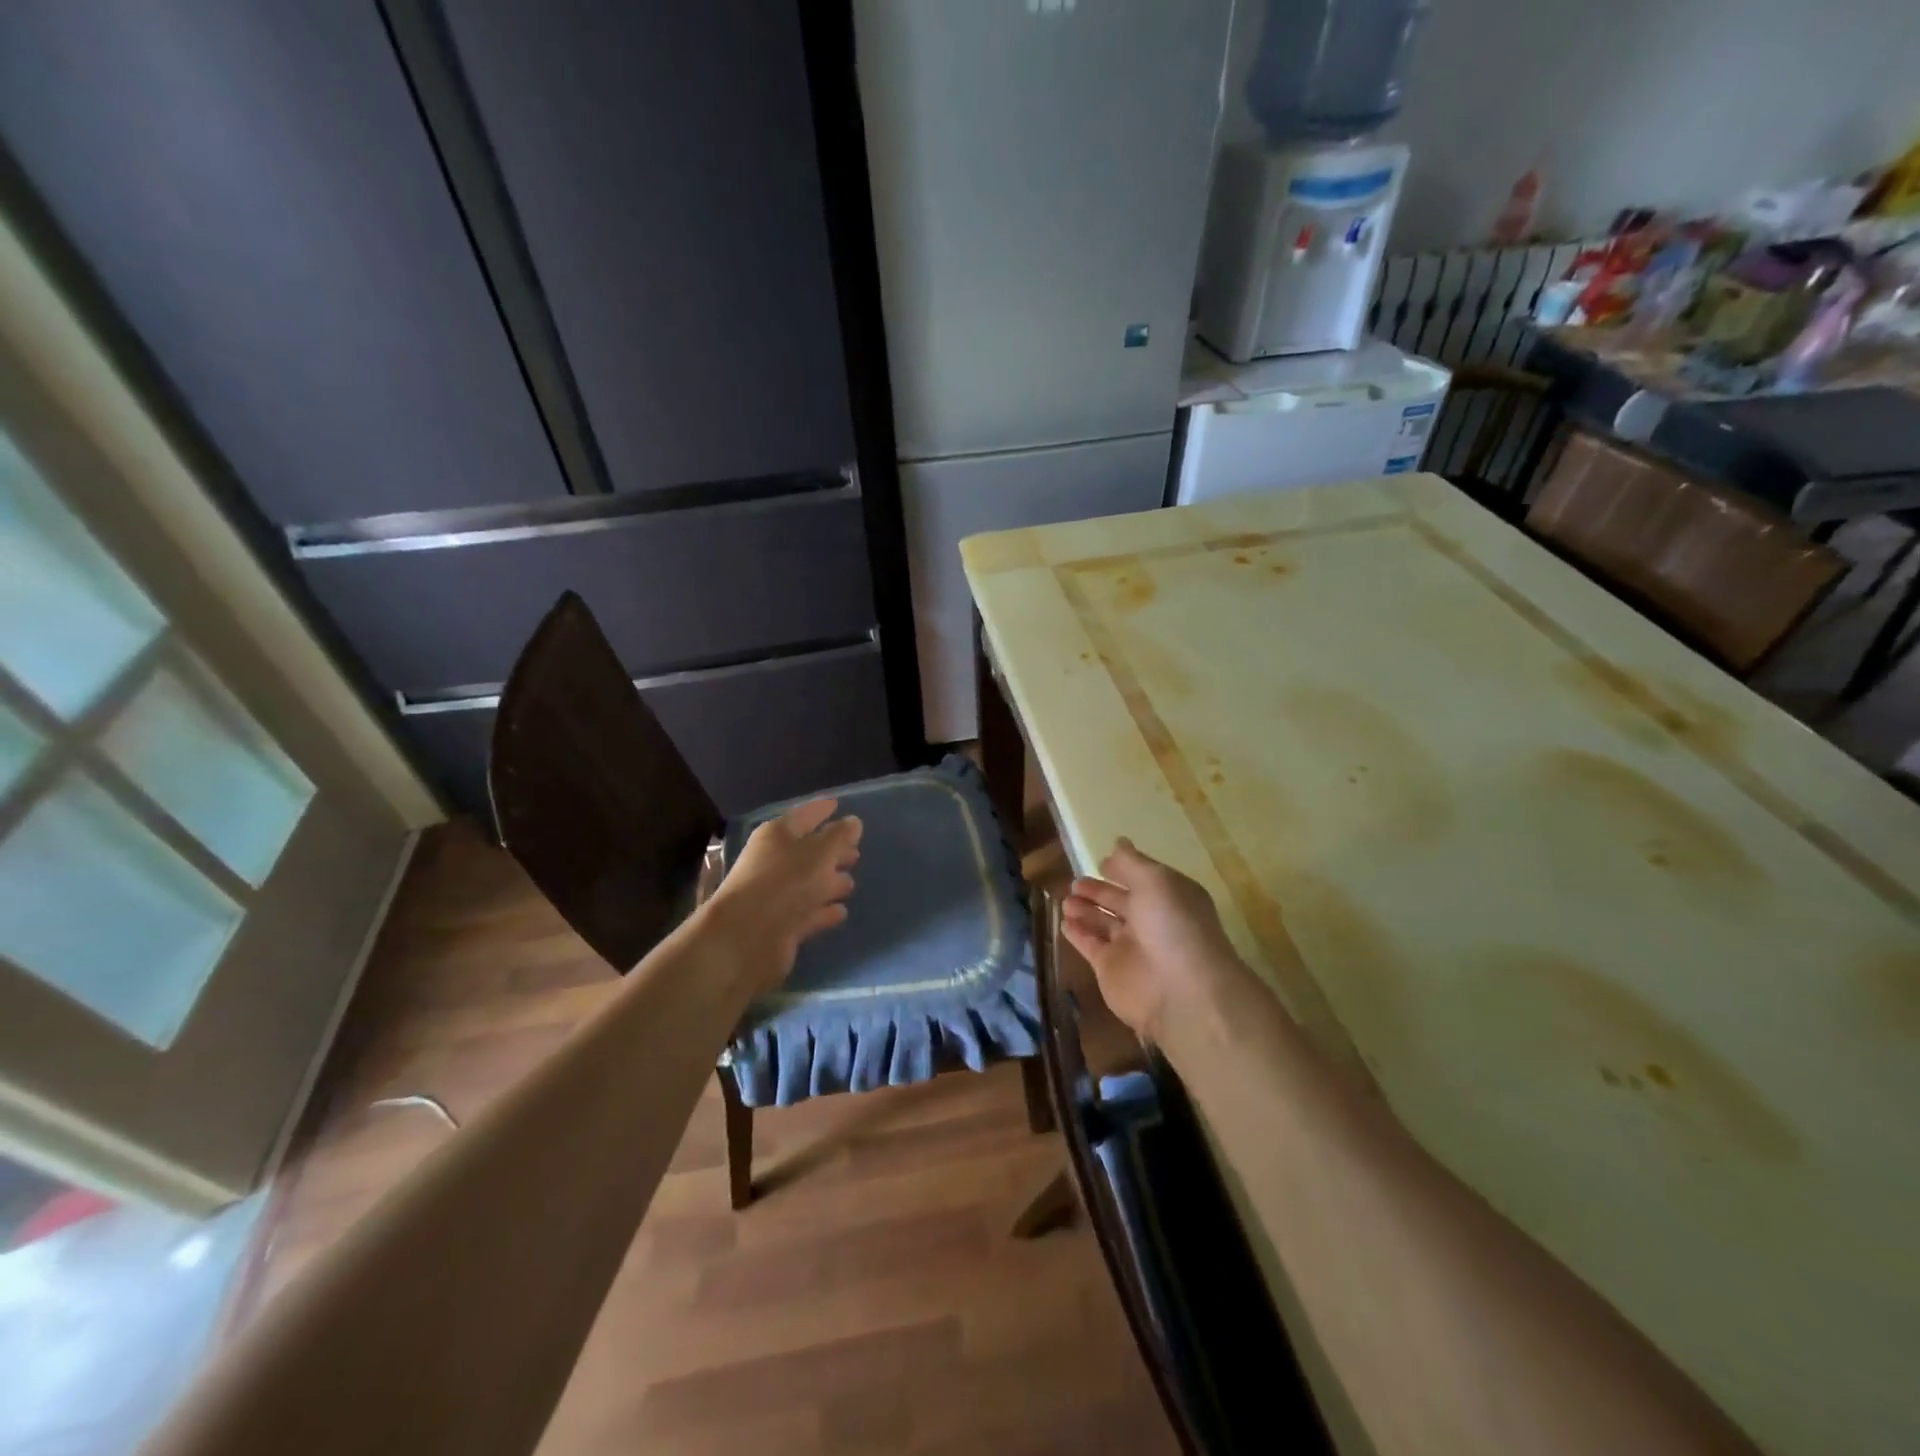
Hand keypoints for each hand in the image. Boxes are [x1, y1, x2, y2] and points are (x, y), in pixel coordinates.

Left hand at [704, 798, 862, 997]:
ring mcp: (777, 895)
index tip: (838, 804)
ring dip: (830, 882)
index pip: (804, 816)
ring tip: (850, 884)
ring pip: (809, 883)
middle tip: (856, 853)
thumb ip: (839, 837)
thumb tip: (853, 822)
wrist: (747, 938)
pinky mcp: (782, 924)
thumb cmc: (784, 883)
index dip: (822, 810)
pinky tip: (840, 912)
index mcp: (778, 836)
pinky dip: (824, 911)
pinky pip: (809, 912)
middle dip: (832, 851)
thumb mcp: (819, 853)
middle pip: (808, 851)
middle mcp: (774, 861)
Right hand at [1061, 838, 1247, 1042]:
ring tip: (1066, 899)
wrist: (1181, 991)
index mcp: (1168, 897)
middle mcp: (1150, 921)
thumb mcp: (1156, 881)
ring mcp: (1130, 947)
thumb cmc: (1173, 926)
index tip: (1101, 862)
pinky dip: (1077, 933)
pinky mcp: (1109, 969)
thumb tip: (1118, 842)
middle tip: (1076, 882)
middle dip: (1098, 891)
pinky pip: (1089, 945)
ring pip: (1102, 923)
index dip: (1122, 870)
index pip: (1142, 879)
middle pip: (1119, 902)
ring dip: (1084, 910)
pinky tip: (1064, 921)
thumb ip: (1132, 862)